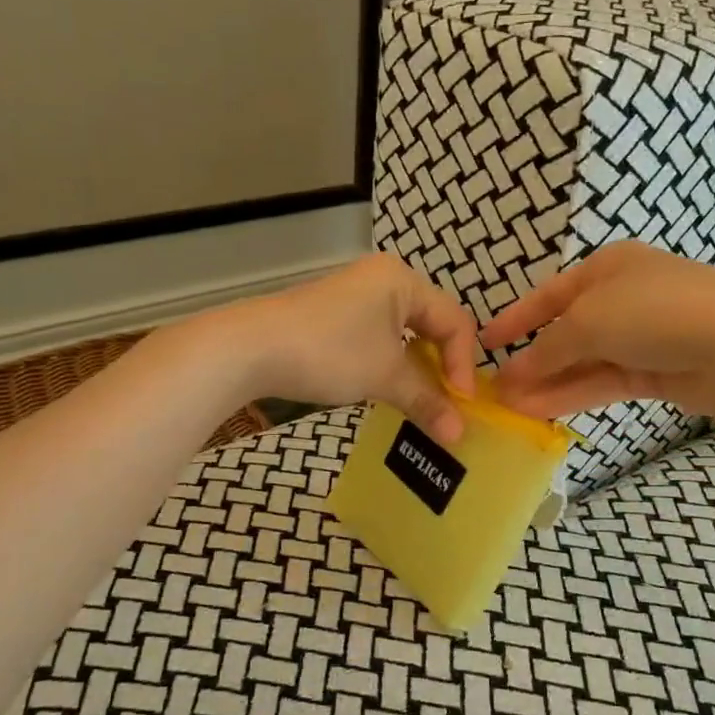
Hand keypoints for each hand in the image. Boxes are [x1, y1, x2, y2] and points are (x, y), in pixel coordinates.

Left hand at [222, 252, 478, 442]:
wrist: (251, 348)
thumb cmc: (329, 352)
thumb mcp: (385, 376)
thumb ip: (427, 402)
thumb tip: (460, 434)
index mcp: (403, 280)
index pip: (454, 321)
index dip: (463, 365)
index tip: (463, 405)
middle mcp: (384, 280)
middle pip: (433, 324)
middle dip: (443, 366)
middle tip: (449, 402)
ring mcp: (358, 296)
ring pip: (406, 334)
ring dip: (418, 369)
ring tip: (424, 401)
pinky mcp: (337, 316)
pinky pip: (381, 338)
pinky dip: (393, 364)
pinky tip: (391, 389)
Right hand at [480, 242, 714, 422]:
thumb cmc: (654, 312)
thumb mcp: (588, 322)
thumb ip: (546, 349)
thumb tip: (513, 374)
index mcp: (608, 267)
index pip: (550, 294)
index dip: (516, 318)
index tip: (485, 340)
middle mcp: (623, 297)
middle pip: (567, 331)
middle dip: (532, 359)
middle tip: (497, 386)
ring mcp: (642, 336)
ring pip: (584, 361)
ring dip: (548, 382)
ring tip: (510, 406)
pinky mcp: (655, 371)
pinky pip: (604, 381)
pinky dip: (573, 394)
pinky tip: (541, 410)